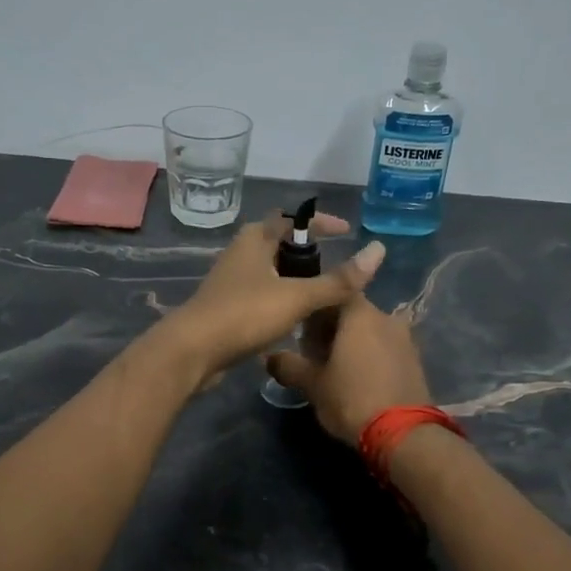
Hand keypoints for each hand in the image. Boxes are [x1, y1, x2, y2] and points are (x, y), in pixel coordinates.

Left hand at [163, 211, 386, 379]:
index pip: (292, 218)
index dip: (321, 223)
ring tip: (322, 294)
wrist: (192, 352)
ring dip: (295, 278)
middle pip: (279, 244)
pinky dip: (282, 299)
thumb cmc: (244, 314)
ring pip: (270, 271)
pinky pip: (262, 295)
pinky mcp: (227, 307)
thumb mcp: (297, 296)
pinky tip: (296, 318)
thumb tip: (378, 252)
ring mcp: (231, 281)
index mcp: (255, 239)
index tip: (347, 232)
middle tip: (336, 267)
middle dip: (308, 252)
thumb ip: (337, 280)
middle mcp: (241, 253)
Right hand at [264, 294, 432, 444]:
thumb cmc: (351, 399)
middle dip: (332, 328)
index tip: (301, 330)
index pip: (334, 294)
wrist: (403, 435)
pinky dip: (371, 356)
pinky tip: (359, 378)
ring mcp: (405, 339)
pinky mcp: (416, 361)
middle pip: (353, 313)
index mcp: (360, 314)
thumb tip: (269, 358)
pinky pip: (386, 348)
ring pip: (371, 331)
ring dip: (353, 343)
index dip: (315, 310)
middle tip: (313, 352)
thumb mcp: (312, 384)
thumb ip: (289, 366)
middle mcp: (386, 317)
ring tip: (335, 368)